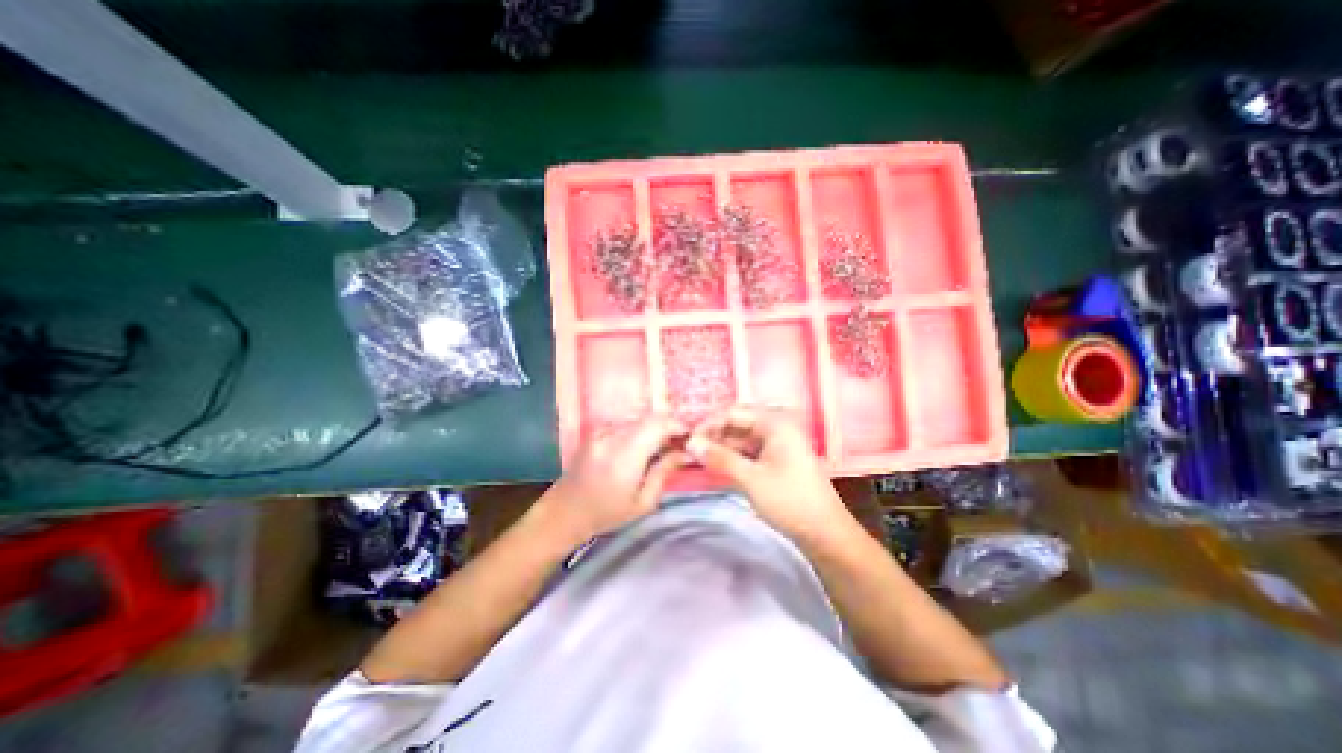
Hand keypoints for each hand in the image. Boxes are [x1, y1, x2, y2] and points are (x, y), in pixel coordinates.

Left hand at [539, 415, 684, 544]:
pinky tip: (644, 448)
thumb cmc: (606, 514)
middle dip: (669, 427)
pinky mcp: (597, 431)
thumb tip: (684, 452)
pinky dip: (641, 431)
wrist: (564, 512)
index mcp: (623, 456)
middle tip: (681, 444)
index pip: (657, 425)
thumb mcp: (642, 503)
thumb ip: (664, 472)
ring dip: (655, 428)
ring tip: (664, 447)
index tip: (691, 438)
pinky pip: (627, 424)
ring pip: (640, 419)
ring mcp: (601, 431)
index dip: (678, 426)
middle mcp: (612, 436)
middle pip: (650, 418)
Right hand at [684, 410, 854, 542]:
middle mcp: (777, 427)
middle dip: (714, 436)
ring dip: (721, 448)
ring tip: (697, 459)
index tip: (687, 439)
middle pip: (737, 424)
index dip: (708, 424)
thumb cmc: (789, 500)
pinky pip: (749, 451)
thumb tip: (690, 442)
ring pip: (742, 439)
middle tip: (689, 451)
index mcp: (775, 422)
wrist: (825, 533)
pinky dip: (733, 457)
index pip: (733, 413)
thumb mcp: (750, 478)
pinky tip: (716, 466)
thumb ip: (719, 457)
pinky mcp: (777, 459)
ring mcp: (778, 443)